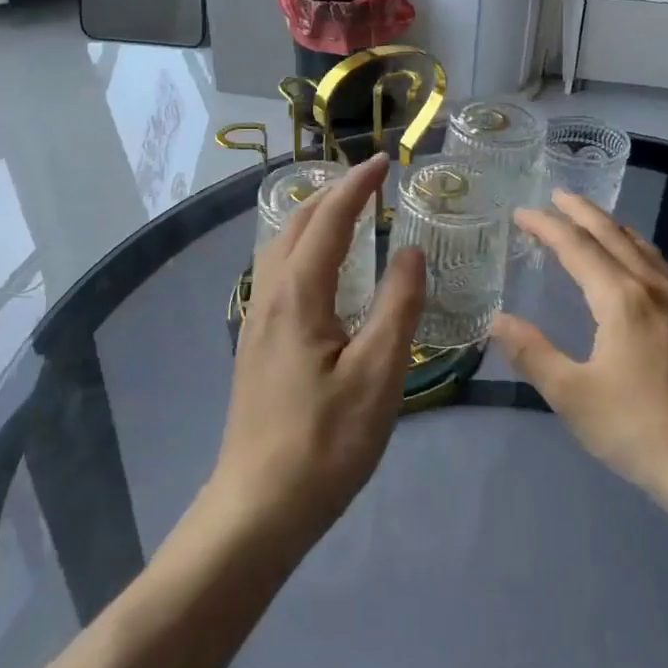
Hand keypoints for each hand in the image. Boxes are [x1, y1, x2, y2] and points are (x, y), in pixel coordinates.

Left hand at [210, 155, 424, 544]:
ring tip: (348, 212)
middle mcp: (270, 295)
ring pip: (281, 247)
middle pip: (296, 224)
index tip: (385, 161)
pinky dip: (304, 247)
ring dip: (314, 218)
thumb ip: (398, 306)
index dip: (357, 185)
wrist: (258, 506)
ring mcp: (256, 320)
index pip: (329, 219)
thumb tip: (410, 250)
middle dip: (332, 193)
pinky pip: (278, 272)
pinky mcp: (256, 343)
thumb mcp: (379, 374)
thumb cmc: (326, 442)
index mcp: (298, 294)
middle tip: (370, 180)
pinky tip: (323, 270)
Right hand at [491, 191, 667, 510]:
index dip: (546, 226)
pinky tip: (638, 265)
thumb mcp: (572, 396)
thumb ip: (532, 353)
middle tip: (557, 196)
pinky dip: (638, 249)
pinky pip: (660, 267)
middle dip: (582, 213)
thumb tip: (497, 321)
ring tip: (594, 219)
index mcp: (621, 299)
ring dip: (613, 227)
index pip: (576, 247)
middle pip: (613, 236)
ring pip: (643, 248)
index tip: (521, 213)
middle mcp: (652, 289)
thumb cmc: (639, 429)